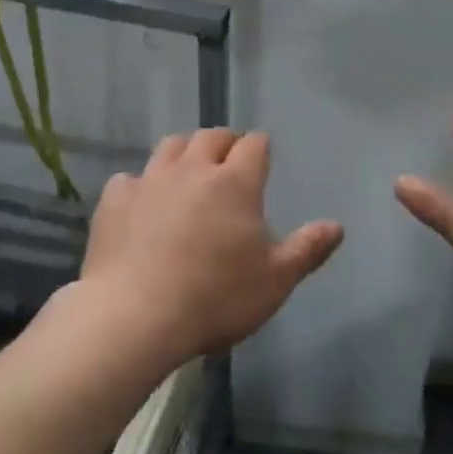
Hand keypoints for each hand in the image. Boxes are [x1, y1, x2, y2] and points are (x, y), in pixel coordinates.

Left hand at [78, 129, 343, 367]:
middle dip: (224, 142)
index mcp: (235, 182)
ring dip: (184, 151)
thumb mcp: (275, 281)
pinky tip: (141, 202)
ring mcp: (150, 181)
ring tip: (188, 167)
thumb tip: (337, 226)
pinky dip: (140, 184)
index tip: (262, 154)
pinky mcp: (115, 200)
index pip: (253, 145)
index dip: (260, 146)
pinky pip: (130, 178)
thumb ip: (307, 249)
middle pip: (210, 137)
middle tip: (229, 156)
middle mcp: (193, 169)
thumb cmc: (216, 298)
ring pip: (170, 146)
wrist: (135, 316)